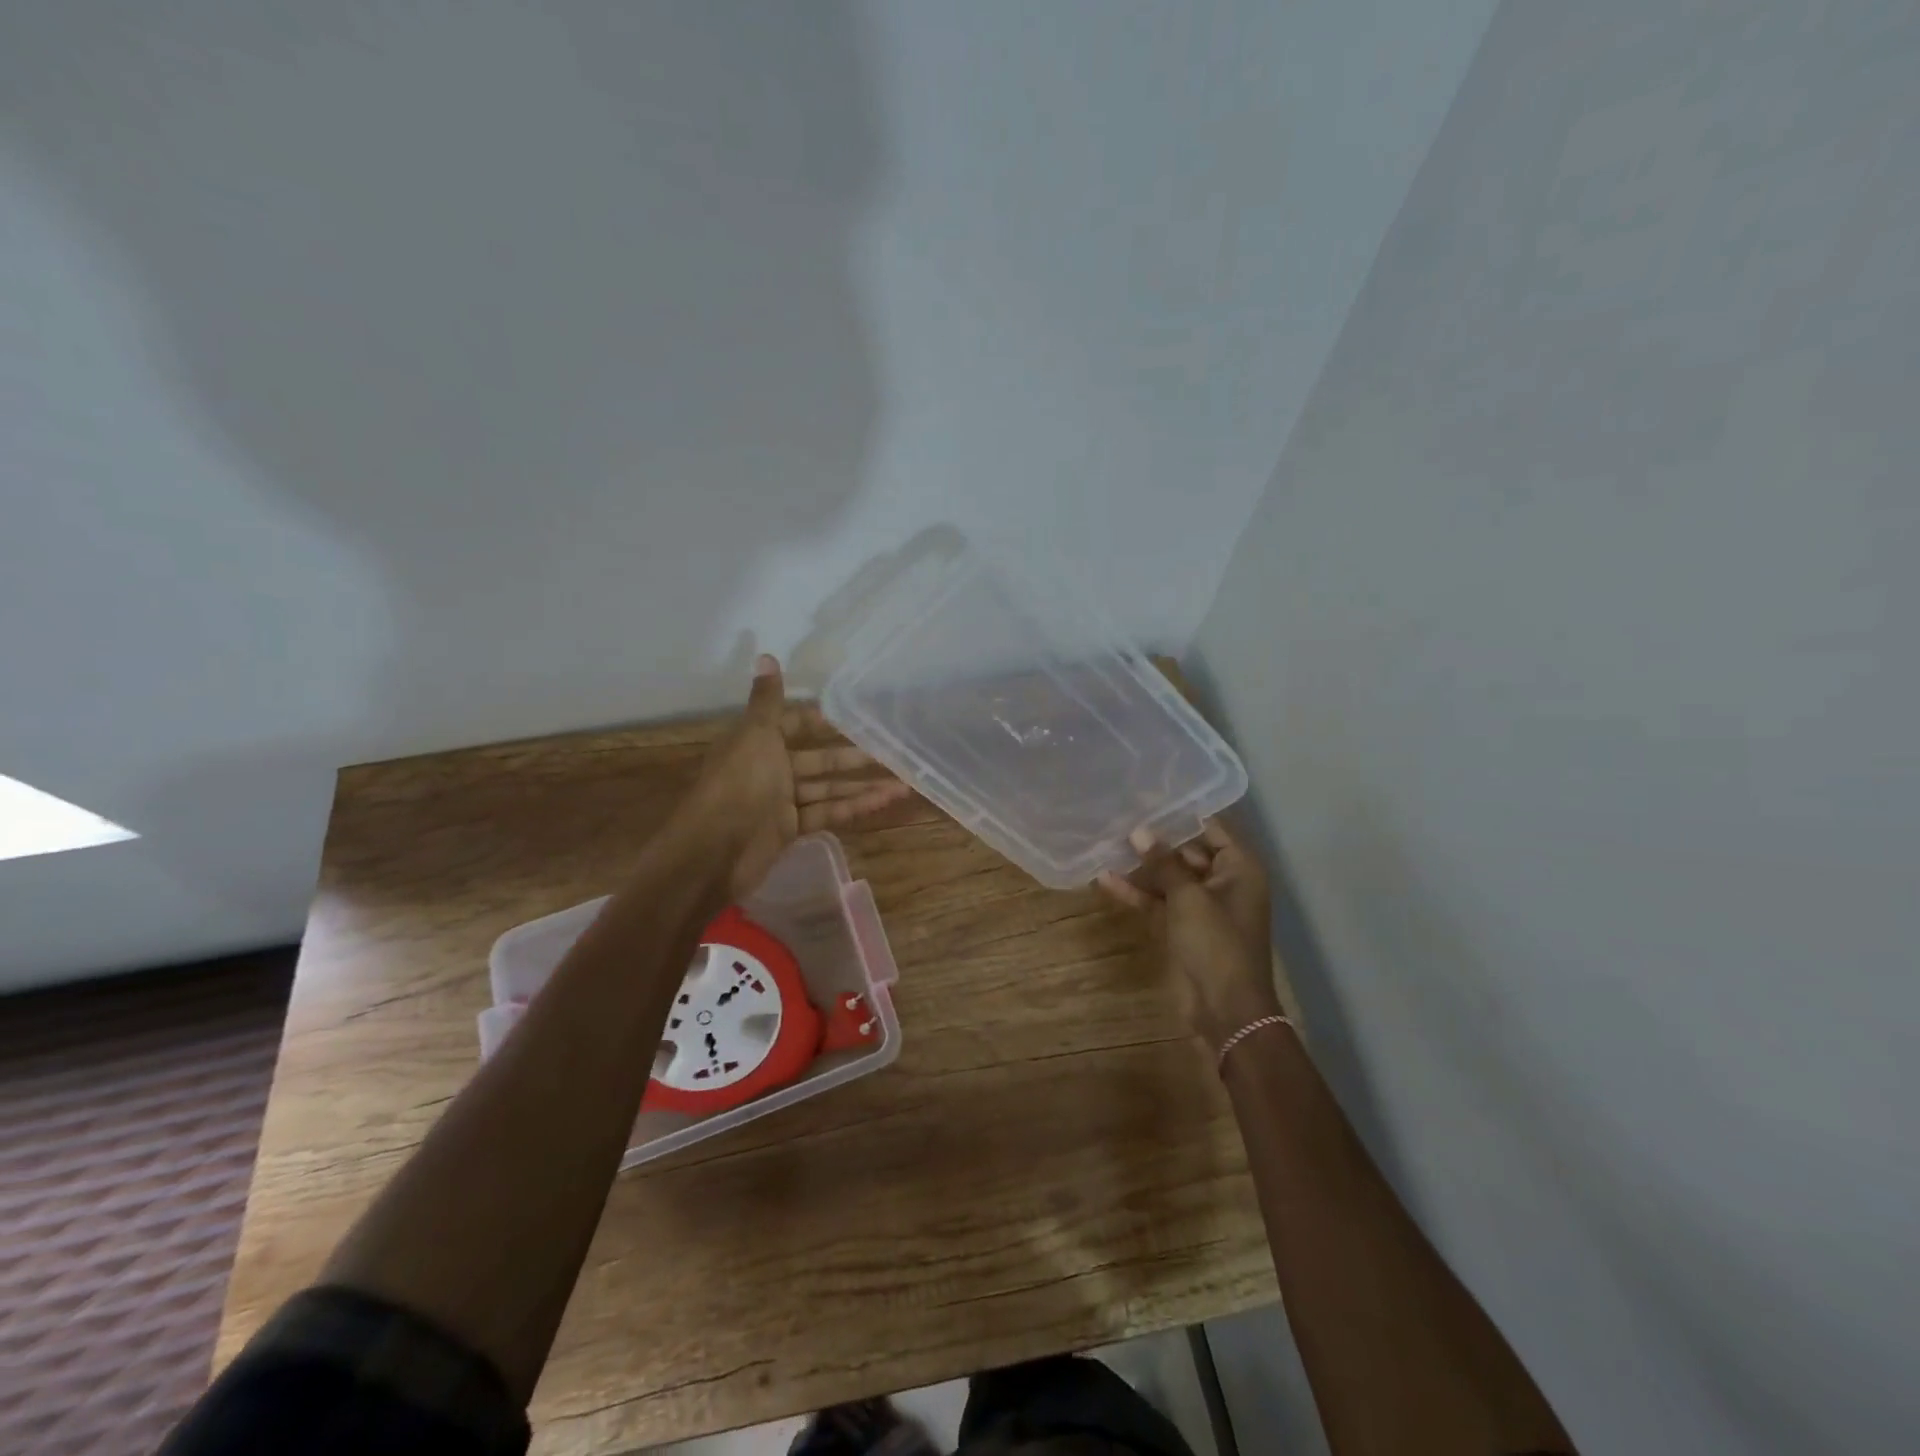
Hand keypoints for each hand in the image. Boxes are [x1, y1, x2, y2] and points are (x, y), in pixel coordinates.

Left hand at [673, 655, 910, 896]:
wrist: (715, 850)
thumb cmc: (738, 784)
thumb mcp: (755, 735)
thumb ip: (768, 700)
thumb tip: (766, 654)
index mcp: (758, 742)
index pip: (794, 725)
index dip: (823, 721)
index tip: (858, 718)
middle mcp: (770, 769)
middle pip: (818, 760)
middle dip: (853, 757)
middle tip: (892, 752)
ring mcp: (781, 802)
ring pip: (828, 789)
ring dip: (862, 786)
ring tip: (902, 783)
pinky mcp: (791, 830)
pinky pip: (828, 814)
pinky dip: (854, 808)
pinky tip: (883, 803)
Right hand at [1098, 818, 1282, 1049]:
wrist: (1226, 1010)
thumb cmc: (1217, 944)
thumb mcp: (1189, 898)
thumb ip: (1164, 863)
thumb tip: (1140, 831)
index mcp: (1239, 868)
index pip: (1212, 827)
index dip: (1181, 812)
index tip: (1147, 795)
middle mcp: (1224, 881)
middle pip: (1188, 850)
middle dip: (1156, 838)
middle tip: (1120, 817)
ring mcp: (1202, 906)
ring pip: (1169, 877)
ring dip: (1142, 867)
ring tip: (1107, 843)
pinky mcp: (1183, 927)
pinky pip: (1159, 902)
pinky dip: (1137, 894)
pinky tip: (1105, 880)